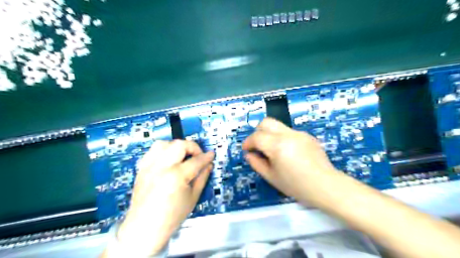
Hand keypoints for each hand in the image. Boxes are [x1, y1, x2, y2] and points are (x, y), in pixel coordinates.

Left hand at [116, 141, 214, 256]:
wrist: (144, 227)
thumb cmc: (171, 216)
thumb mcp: (193, 197)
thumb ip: (202, 177)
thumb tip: (209, 165)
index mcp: (176, 177)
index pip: (196, 160)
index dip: (206, 156)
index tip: (211, 155)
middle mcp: (161, 167)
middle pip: (179, 145)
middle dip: (193, 147)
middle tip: (197, 156)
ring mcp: (149, 166)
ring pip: (164, 143)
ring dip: (177, 146)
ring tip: (182, 156)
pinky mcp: (142, 168)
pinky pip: (153, 151)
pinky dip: (164, 150)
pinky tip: (169, 159)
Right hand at [242, 118, 338, 205]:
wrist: (326, 186)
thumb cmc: (296, 186)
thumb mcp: (272, 177)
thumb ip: (256, 163)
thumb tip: (249, 154)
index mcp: (278, 146)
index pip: (256, 136)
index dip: (248, 142)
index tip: (247, 150)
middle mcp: (288, 134)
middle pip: (266, 122)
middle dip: (257, 132)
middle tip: (257, 146)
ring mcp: (299, 133)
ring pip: (278, 126)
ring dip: (270, 135)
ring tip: (273, 151)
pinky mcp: (307, 136)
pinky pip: (289, 132)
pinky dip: (282, 138)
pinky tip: (288, 153)